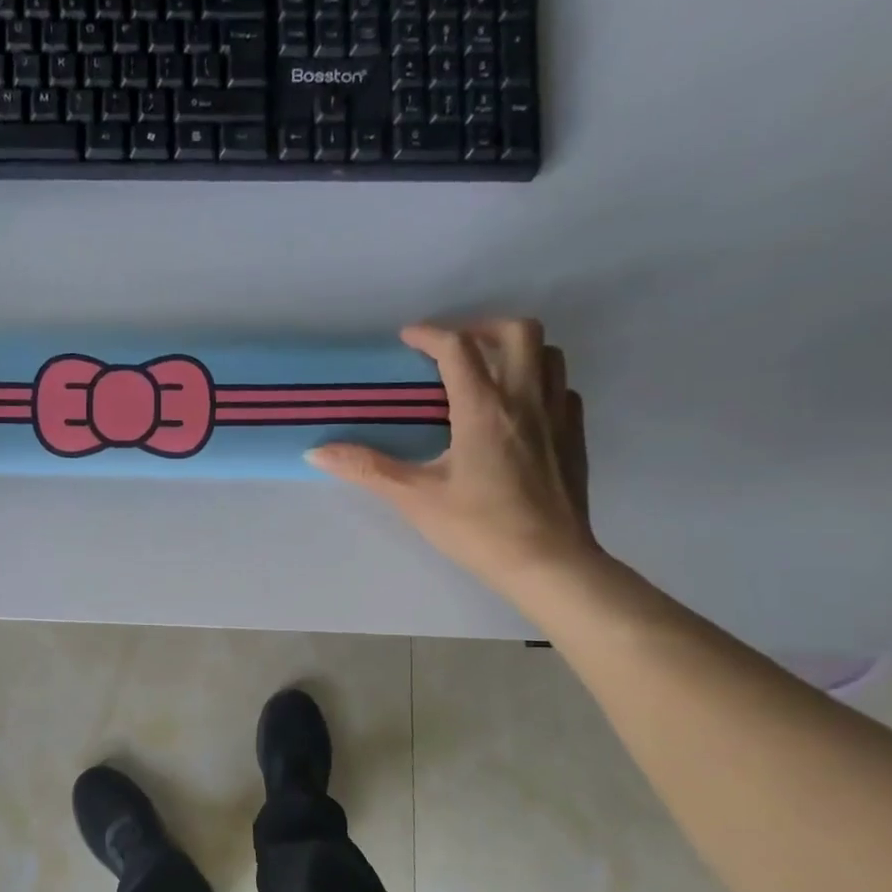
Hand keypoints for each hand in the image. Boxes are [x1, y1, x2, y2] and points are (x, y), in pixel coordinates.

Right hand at [307, 320, 597, 596]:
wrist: (548, 564)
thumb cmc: (478, 529)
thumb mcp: (415, 499)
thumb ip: (367, 469)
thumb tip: (317, 452)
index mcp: (484, 410)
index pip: (458, 349)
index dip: (430, 335)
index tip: (408, 338)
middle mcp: (525, 400)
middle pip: (517, 331)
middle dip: (482, 327)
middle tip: (454, 349)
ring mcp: (557, 416)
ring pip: (548, 354)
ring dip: (515, 350)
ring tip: (486, 371)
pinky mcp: (574, 436)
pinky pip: (560, 388)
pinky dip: (538, 383)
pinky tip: (517, 409)